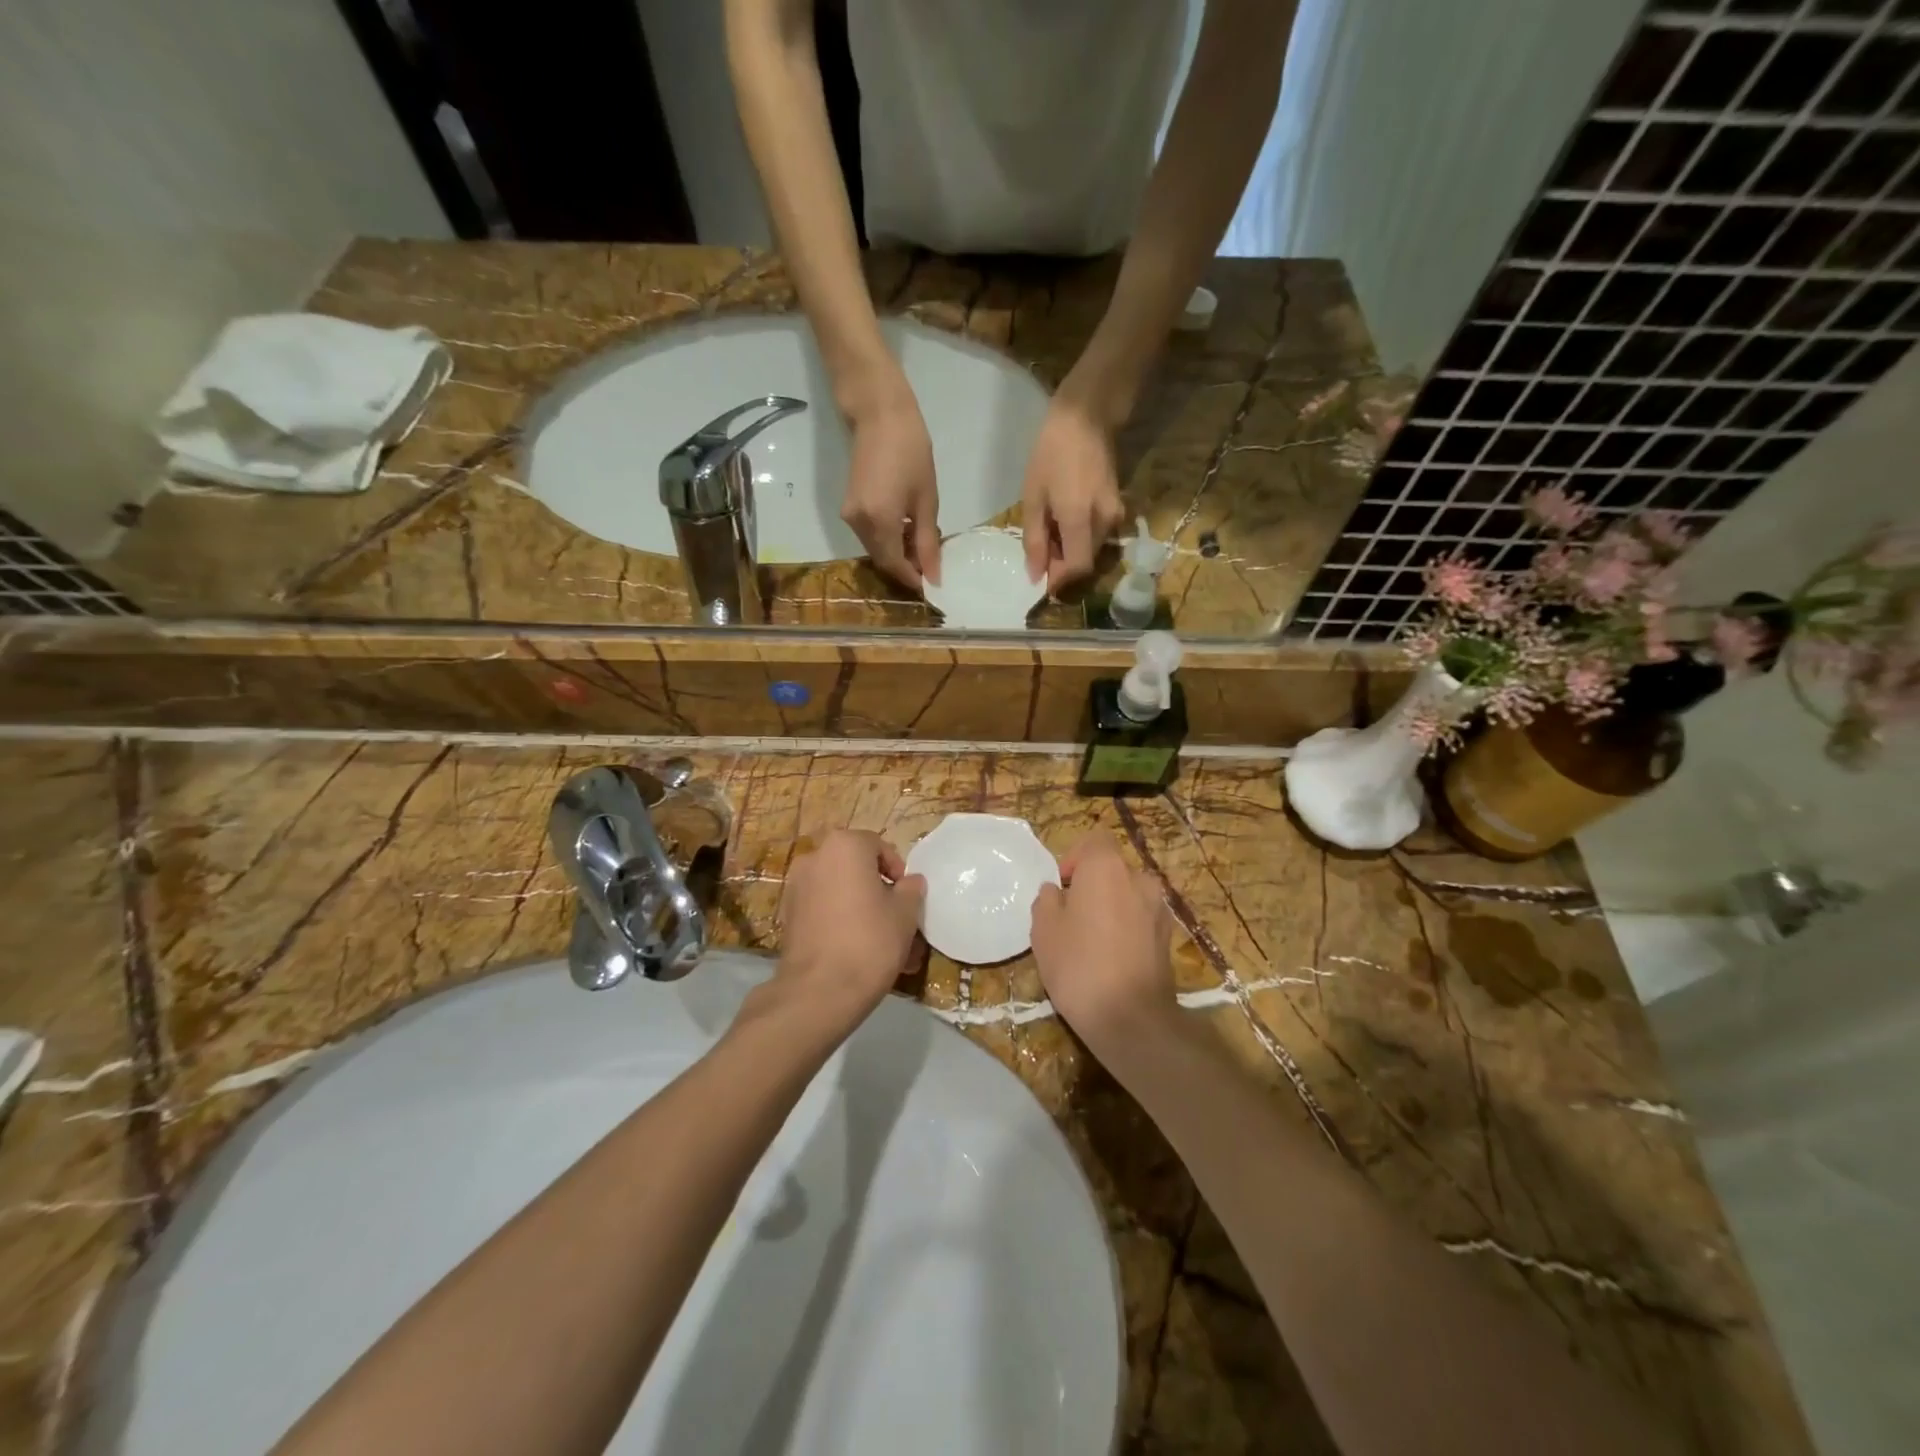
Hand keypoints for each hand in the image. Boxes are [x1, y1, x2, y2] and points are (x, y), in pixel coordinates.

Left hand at [775, 830, 926, 1027]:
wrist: (819, 991)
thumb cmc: (870, 940)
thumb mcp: (905, 913)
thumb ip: (911, 889)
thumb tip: (910, 882)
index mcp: (844, 846)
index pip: (878, 846)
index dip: (897, 870)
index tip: (907, 897)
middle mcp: (815, 857)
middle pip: (855, 868)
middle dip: (877, 890)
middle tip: (895, 918)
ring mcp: (796, 887)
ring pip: (839, 891)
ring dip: (859, 907)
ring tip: (879, 940)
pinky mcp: (787, 915)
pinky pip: (823, 910)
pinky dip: (839, 921)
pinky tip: (855, 950)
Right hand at [841, 385, 941, 589]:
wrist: (879, 414)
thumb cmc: (911, 451)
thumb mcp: (926, 500)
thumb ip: (928, 542)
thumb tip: (934, 575)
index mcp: (878, 523)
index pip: (894, 565)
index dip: (913, 578)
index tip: (934, 583)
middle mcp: (858, 524)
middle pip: (883, 560)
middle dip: (907, 566)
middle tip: (932, 562)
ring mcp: (849, 515)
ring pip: (876, 548)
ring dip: (898, 552)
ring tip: (923, 542)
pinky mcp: (848, 506)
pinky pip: (870, 534)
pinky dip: (888, 538)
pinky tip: (907, 528)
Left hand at [1021, 397, 1126, 592]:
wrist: (1088, 414)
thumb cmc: (1053, 452)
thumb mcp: (1034, 496)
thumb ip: (1034, 539)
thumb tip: (1035, 574)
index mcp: (1081, 520)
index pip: (1077, 569)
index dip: (1059, 581)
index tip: (1041, 581)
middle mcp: (1104, 522)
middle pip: (1085, 561)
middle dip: (1061, 565)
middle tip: (1038, 551)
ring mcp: (1115, 514)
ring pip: (1091, 548)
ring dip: (1069, 550)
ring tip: (1047, 531)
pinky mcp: (1118, 506)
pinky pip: (1097, 533)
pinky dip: (1078, 536)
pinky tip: (1061, 520)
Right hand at [1030, 833, 1174, 1051]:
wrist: (1132, 1018)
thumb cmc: (1079, 965)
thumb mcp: (1044, 931)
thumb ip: (1047, 901)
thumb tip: (1056, 892)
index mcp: (1107, 868)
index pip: (1095, 840)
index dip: (1075, 857)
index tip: (1062, 886)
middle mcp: (1139, 879)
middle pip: (1113, 869)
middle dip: (1093, 886)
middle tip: (1072, 916)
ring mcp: (1159, 909)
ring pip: (1129, 895)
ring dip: (1112, 908)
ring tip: (1092, 940)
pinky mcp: (1168, 938)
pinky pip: (1141, 920)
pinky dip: (1127, 929)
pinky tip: (1112, 958)